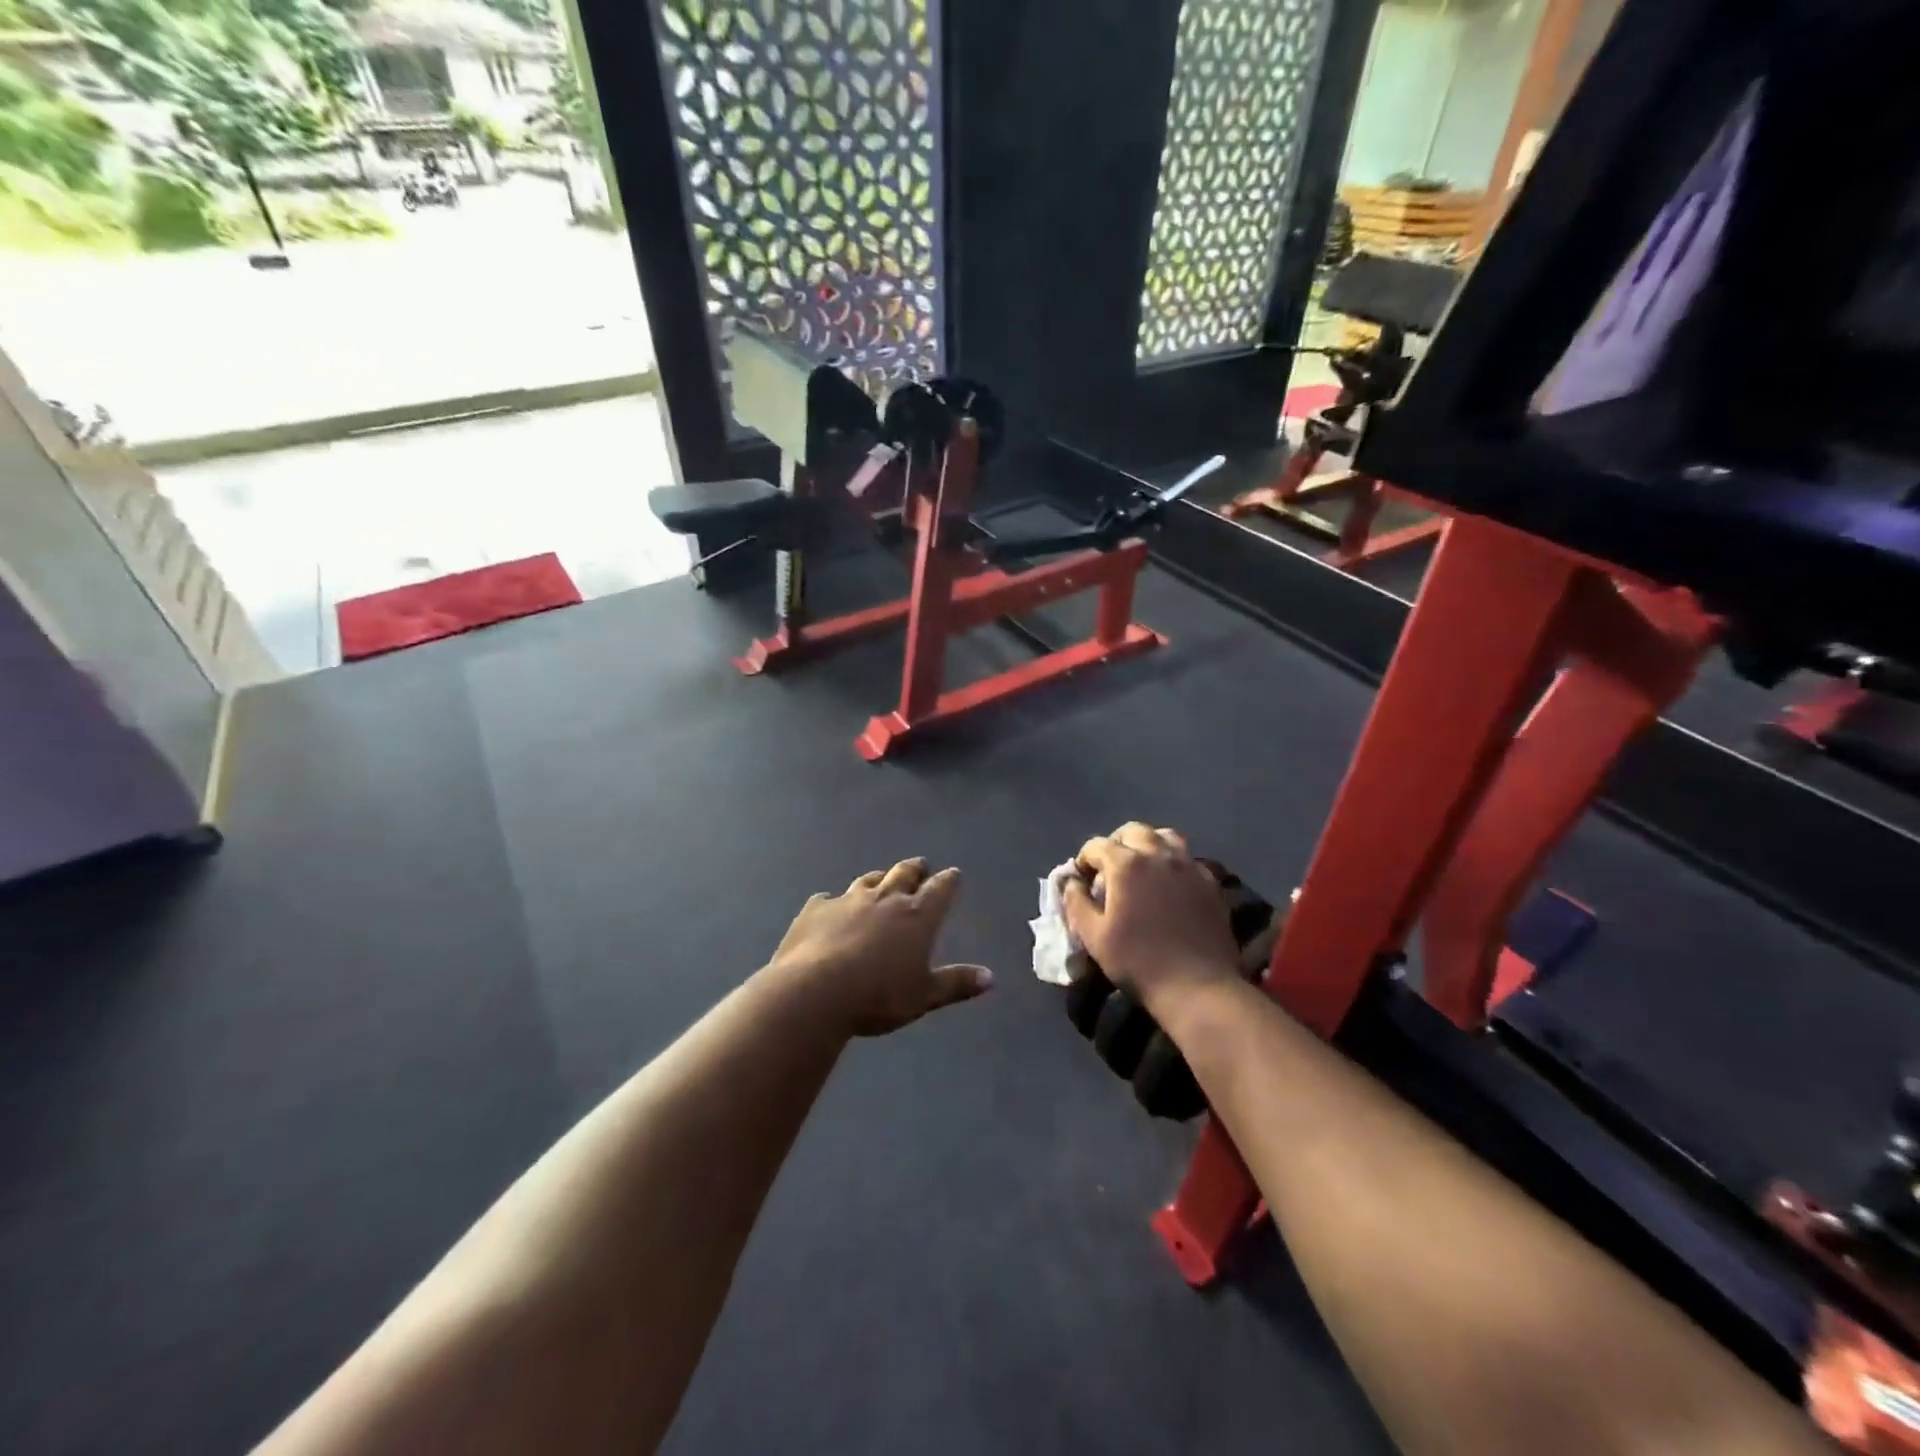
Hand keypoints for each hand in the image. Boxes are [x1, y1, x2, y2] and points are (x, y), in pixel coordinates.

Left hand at [769, 858, 992, 1036]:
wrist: (815, 991)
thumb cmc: (878, 996)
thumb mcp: (924, 996)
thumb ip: (956, 983)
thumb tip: (991, 978)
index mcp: (917, 916)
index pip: (940, 889)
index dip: (949, 881)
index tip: (954, 875)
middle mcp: (885, 899)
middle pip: (904, 873)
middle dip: (915, 868)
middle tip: (921, 866)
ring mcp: (848, 900)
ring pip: (868, 880)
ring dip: (879, 878)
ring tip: (882, 879)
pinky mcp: (816, 909)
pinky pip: (827, 899)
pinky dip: (833, 902)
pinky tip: (830, 907)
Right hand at [1063, 823, 1240, 1013]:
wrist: (1198, 986)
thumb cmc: (1138, 962)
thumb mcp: (1093, 937)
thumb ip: (1076, 903)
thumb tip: (1071, 883)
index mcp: (1126, 864)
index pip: (1097, 845)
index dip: (1084, 859)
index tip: (1082, 879)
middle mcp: (1159, 855)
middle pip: (1134, 831)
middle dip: (1116, 843)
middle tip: (1110, 868)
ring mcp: (1189, 866)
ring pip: (1166, 836)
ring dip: (1148, 844)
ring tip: (1142, 867)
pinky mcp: (1210, 882)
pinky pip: (1188, 859)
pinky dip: (1173, 862)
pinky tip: (1169, 884)